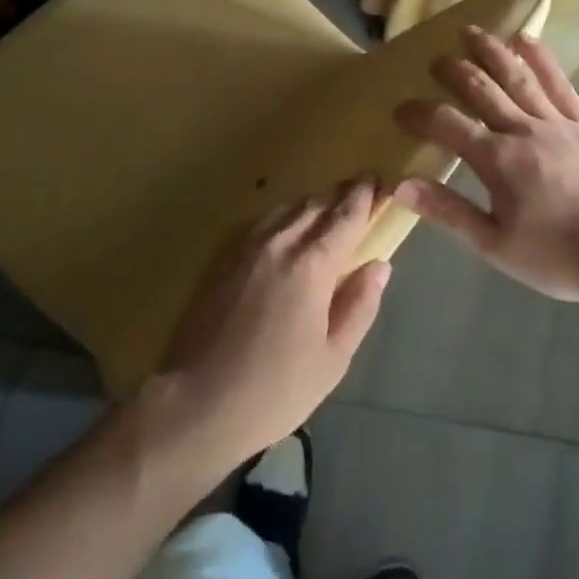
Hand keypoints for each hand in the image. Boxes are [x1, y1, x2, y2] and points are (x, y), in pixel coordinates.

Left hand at [151, 178, 390, 467]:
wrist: (199, 400)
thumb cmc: (275, 389)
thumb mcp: (333, 358)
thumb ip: (359, 305)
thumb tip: (379, 266)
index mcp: (312, 264)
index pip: (346, 216)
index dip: (365, 195)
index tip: (379, 179)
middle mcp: (280, 242)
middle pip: (316, 204)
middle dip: (341, 195)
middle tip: (360, 193)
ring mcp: (247, 246)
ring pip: (288, 208)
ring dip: (312, 205)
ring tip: (327, 213)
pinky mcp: (225, 257)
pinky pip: (264, 222)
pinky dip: (285, 217)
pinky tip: (287, 233)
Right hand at [392, 27, 578, 304]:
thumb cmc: (559, 256)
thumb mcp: (496, 245)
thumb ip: (448, 211)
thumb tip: (400, 185)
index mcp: (497, 161)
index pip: (447, 125)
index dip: (420, 114)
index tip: (401, 110)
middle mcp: (522, 130)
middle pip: (481, 88)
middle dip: (453, 71)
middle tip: (434, 60)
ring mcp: (557, 122)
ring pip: (517, 76)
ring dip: (490, 50)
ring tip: (469, 31)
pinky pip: (559, 83)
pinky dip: (541, 59)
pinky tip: (526, 39)